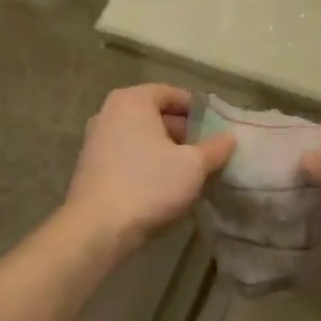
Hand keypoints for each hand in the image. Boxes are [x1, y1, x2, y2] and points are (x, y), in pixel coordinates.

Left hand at [64, 84, 234, 248]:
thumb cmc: (149, 185)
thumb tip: (229, 137)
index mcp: (132, 100)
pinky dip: (147, 164)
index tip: (217, 128)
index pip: (172, 93)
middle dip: (183, 132)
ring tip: (190, 172)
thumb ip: (215, 148)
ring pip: (141, 138)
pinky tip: (163, 187)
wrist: (98, 228)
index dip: (198, 110)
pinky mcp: (90, 167)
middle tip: (207, 152)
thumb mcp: (193, 166)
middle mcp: (108, 112)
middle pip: (155, 115)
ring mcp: (95, 140)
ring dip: (166, 151)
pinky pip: (127, 156)